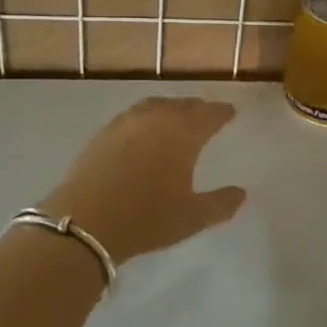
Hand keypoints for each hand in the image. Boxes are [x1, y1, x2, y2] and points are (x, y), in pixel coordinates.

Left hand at [39, 97, 246, 263]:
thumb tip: (241, 193)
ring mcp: (127, 122)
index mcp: (183, 133)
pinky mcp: (104, 132)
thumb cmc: (146, 218)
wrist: (85, 220)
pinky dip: (148, 116)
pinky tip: (145, 130)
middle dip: (198, 108)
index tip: (230, 112)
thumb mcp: (191, 218)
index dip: (221, 113)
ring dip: (172, 109)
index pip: (209, 114)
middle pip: (183, 105)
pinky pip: (134, 115)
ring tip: (178, 118)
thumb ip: (220, 204)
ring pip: (156, 105)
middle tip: (207, 114)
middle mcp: (157, 118)